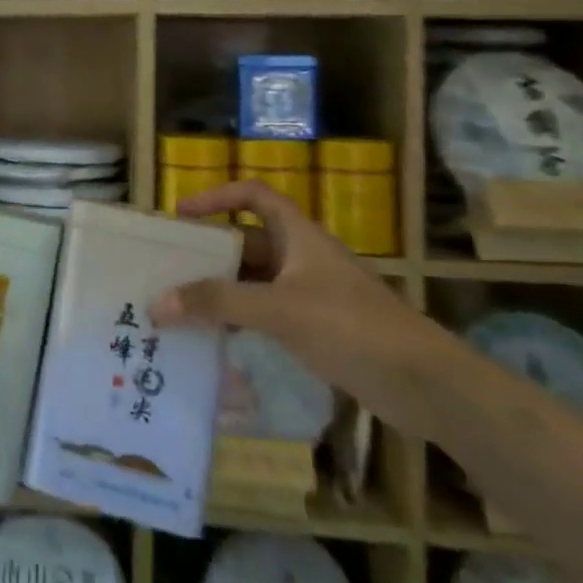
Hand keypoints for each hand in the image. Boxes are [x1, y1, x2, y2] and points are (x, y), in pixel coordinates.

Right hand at [148, 179, 422, 399]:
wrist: (426, 386)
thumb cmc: (351, 327)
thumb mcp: (278, 309)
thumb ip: (217, 304)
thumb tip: (157, 303)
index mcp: (299, 236)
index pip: (254, 196)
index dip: (217, 197)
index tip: (182, 215)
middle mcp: (303, 258)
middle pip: (248, 242)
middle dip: (210, 254)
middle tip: (169, 268)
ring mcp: (312, 295)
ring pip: (255, 282)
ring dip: (222, 291)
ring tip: (180, 306)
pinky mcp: (319, 329)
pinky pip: (267, 314)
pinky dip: (240, 320)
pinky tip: (216, 340)